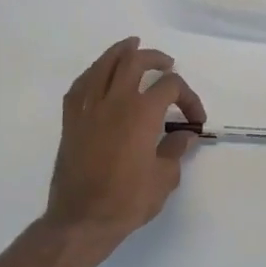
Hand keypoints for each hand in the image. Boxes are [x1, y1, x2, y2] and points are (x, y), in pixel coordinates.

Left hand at [45, 37, 205, 245]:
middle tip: (166, 64)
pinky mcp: (71, 121)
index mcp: (142, 112)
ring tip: (131, 46)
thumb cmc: (127, 200)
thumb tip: (184, 135)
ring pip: (103, 65)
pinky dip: (93, 74)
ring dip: (120, 52)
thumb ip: (175, 150)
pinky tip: (99, 75)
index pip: (170, 87)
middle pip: (134, 62)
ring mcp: (88, 108)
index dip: (188, 97)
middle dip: (154, 58)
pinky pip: (80, 85)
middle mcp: (115, 101)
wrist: (81, 220)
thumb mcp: (164, 178)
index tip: (194, 119)